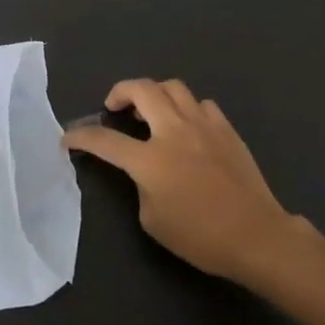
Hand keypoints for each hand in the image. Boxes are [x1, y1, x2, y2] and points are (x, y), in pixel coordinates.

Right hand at [61, 78, 312, 286]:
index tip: (69, 138)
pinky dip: (186, 108)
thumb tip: (146, 170)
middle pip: (141, 90)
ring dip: (153, 93)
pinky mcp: (226, 129)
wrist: (256, 235)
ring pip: (173, 87)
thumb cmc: (200, 237)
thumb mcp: (153, 219)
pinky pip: (200, 104)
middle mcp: (174, 131)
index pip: (105, 140)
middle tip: (114, 107)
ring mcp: (203, 125)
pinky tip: (186, 126)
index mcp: (150, 160)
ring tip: (150, 112)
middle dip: (119, 92)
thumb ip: (141, 186)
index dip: (82, 137)